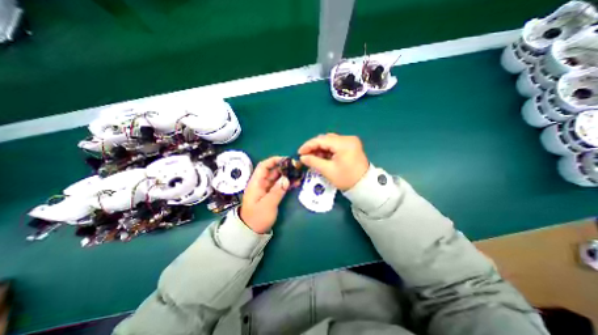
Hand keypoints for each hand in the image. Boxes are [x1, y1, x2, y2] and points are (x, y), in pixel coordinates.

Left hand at [242, 156, 290, 231]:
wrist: (251, 232)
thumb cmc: (257, 218)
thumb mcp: (267, 205)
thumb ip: (277, 191)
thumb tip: (286, 179)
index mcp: (256, 183)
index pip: (263, 166)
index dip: (274, 160)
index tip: (286, 160)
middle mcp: (261, 183)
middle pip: (272, 171)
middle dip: (284, 167)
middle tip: (297, 167)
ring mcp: (266, 189)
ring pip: (277, 178)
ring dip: (287, 175)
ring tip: (299, 174)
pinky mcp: (271, 194)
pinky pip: (279, 185)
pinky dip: (287, 183)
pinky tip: (296, 183)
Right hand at [299, 134, 368, 190]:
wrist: (364, 186)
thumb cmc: (346, 179)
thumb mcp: (328, 170)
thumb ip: (313, 161)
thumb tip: (302, 157)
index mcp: (343, 143)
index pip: (321, 140)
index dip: (308, 145)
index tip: (299, 152)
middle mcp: (348, 139)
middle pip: (326, 139)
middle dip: (314, 147)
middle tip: (305, 156)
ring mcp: (350, 141)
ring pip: (330, 141)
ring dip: (320, 148)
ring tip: (313, 157)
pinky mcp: (351, 146)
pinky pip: (335, 145)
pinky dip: (327, 150)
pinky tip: (322, 157)